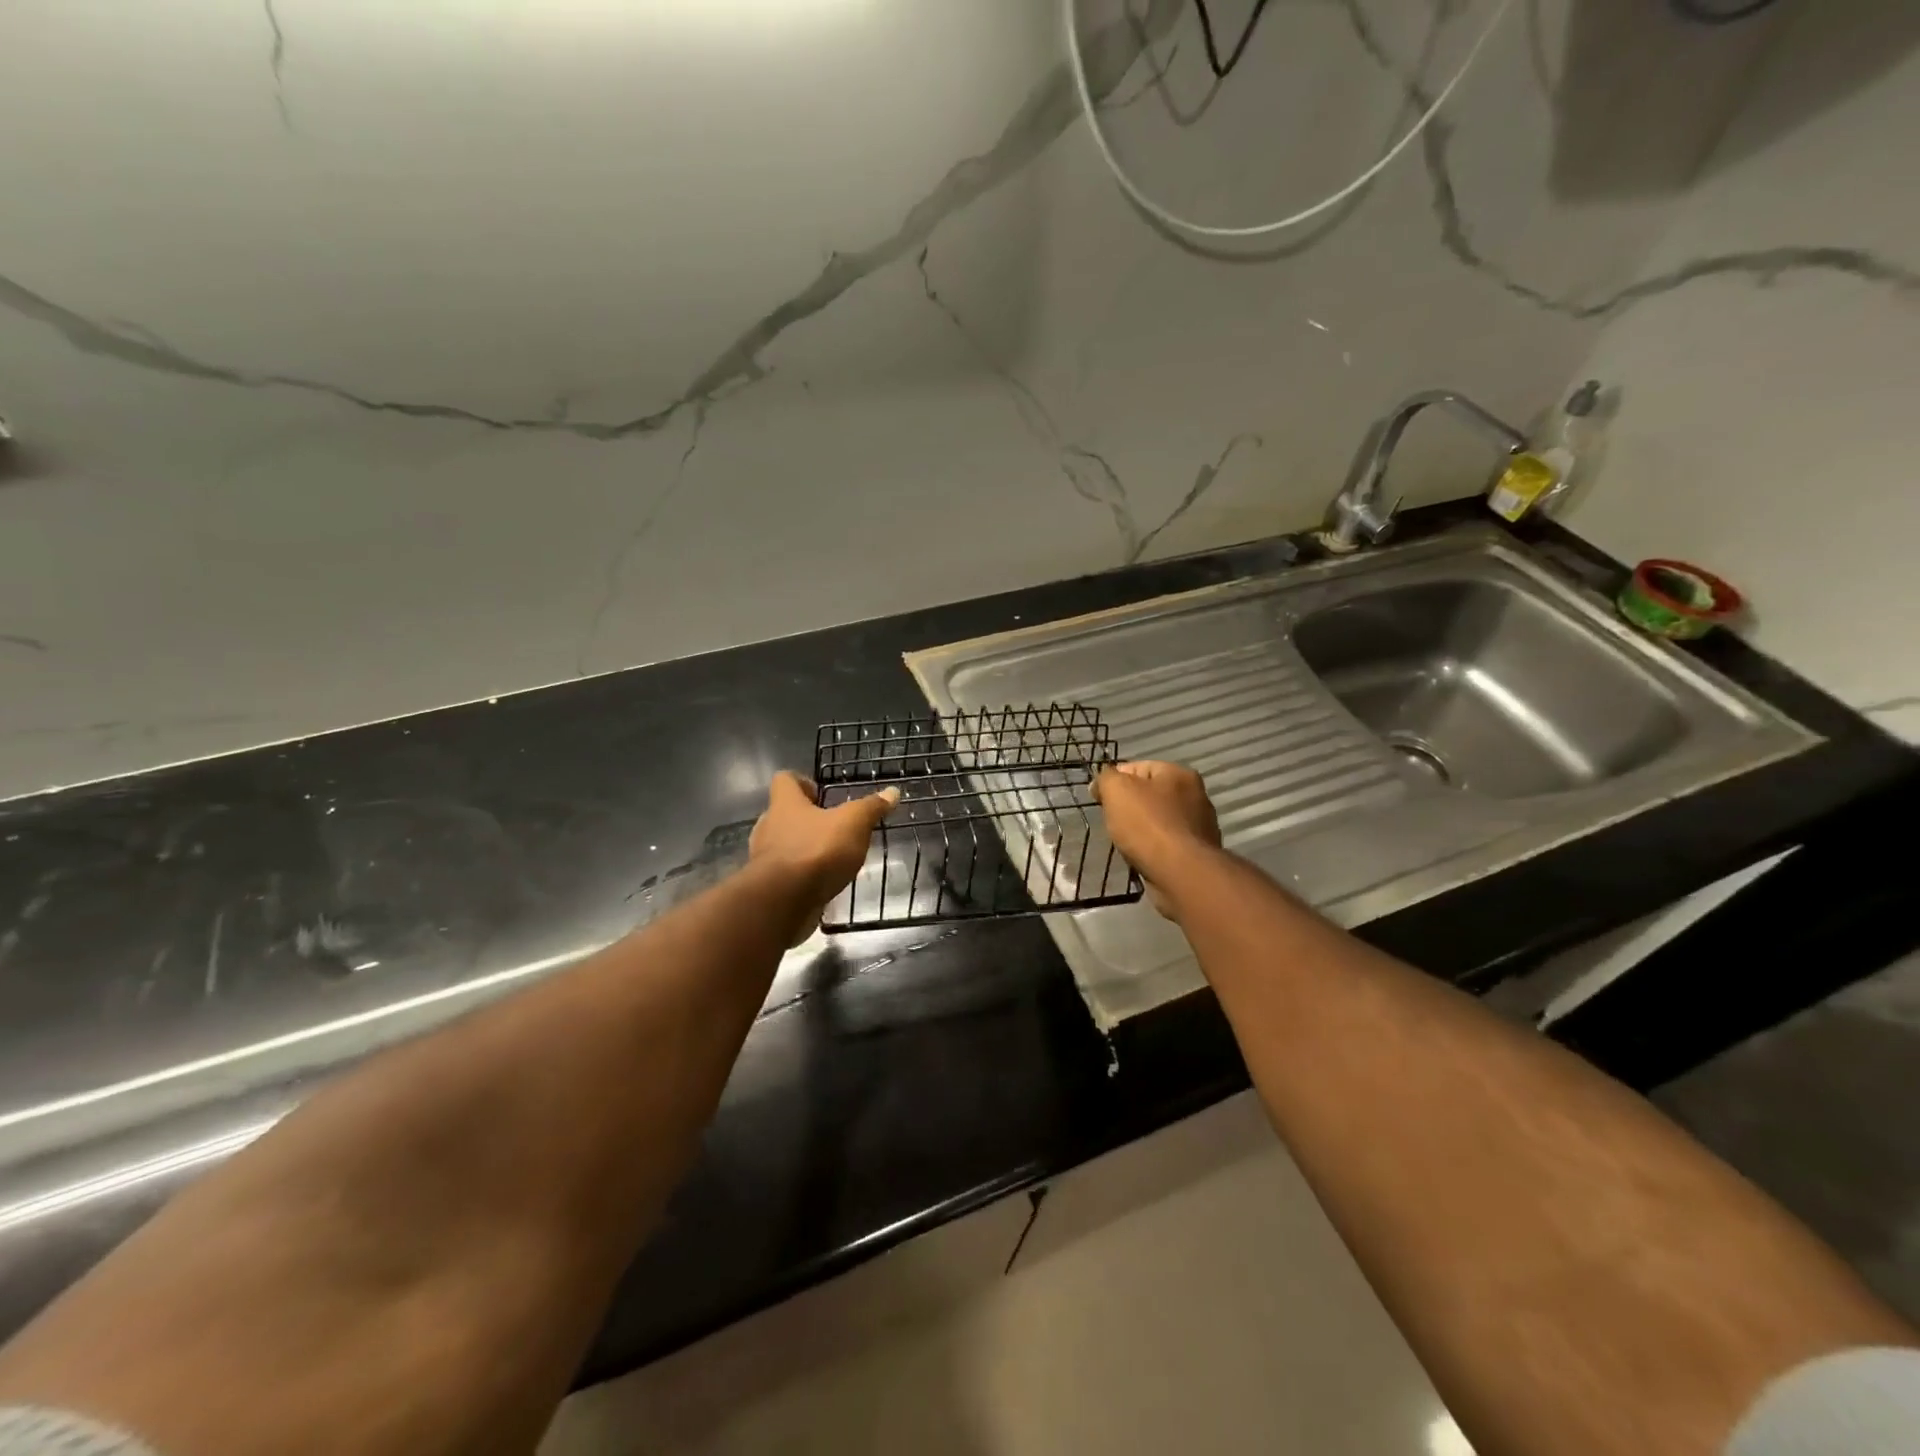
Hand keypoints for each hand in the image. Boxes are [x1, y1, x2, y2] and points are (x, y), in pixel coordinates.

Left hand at [750, 771, 898, 942]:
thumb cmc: (817, 851)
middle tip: (833, 826)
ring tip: (832, 856)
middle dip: (807, 819)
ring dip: (805, 847)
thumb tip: (892, 791)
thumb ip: (871, 807)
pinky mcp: (769, 885)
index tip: (821, 793)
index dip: (802, 782)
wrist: (783, 902)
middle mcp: (769, 826)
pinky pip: (786, 873)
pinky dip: (802, 874)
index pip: (784, 779)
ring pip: (784, 844)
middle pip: (784, 813)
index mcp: (785, 804)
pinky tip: (823, 881)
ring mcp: (765, 857)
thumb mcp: (853, 824)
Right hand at [1094, 761, 1220, 921]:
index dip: (1114, 781)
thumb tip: (1101, 783)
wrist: (1180, 873)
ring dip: (1141, 830)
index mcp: (1178, 773)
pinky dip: (1154, 849)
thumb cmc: (1147, 825)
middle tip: (1113, 823)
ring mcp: (1200, 825)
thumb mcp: (1116, 790)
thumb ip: (1106, 778)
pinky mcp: (1198, 853)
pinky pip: (1167, 844)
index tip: (1099, 799)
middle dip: (1129, 808)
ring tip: (1127, 844)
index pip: (1137, 767)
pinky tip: (1144, 858)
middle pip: (1149, 795)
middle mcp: (1195, 795)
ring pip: (1158, 821)